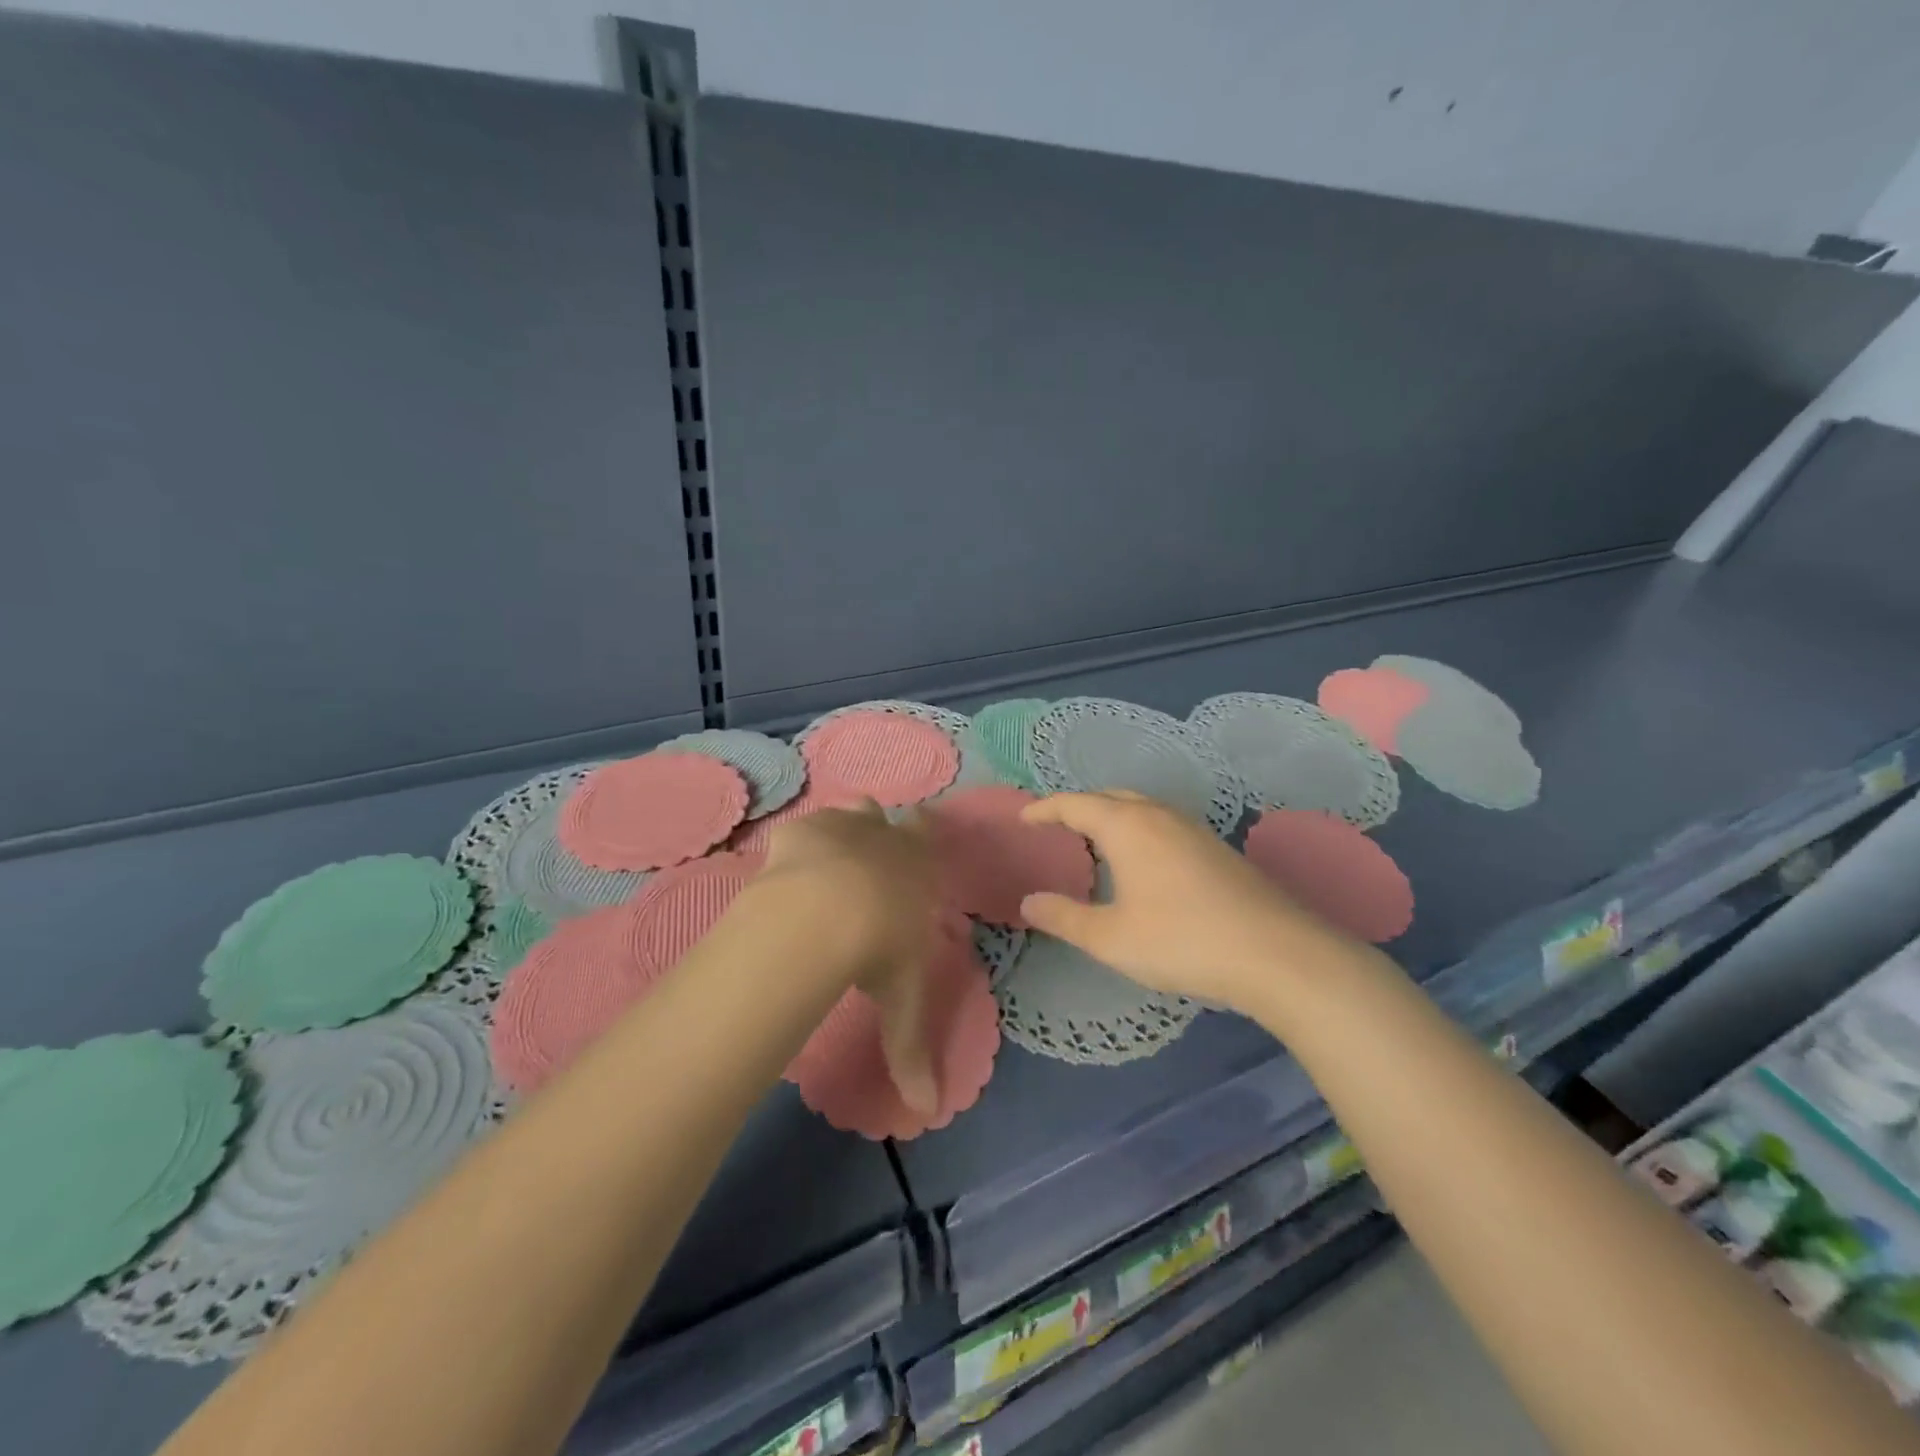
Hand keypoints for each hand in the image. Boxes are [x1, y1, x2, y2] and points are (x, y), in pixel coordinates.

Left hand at [759, 801, 940, 1112]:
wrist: (827, 911)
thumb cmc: (881, 947)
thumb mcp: (902, 998)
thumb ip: (911, 1050)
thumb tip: (927, 1112)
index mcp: (918, 863)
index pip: (928, 832)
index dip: (924, 832)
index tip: (918, 838)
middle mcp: (883, 834)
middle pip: (884, 816)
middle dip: (879, 833)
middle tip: (868, 863)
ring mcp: (840, 826)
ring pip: (848, 813)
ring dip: (843, 829)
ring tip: (829, 862)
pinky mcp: (798, 831)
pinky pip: (801, 830)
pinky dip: (797, 845)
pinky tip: (786, 870)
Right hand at [1018, 790, 1362, 1014]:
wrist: (1277, 954)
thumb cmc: (1181, 941)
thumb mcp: (1111, 938)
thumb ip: (1064, 917)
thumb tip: (1028, 901)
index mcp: (1127, 826)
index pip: (1075, 804)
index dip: (1045, 809)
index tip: (1024, 818)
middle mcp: (1160, 816)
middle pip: (1110, 797)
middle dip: (1080, 807)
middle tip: (1058, 827)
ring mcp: (1194, 829)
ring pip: (1142, 809)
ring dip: (1113, 817)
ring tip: (1096, 843)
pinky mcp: (1218, 849)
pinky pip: (1164, 825)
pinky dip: (1139, 831)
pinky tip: (1144, 864)